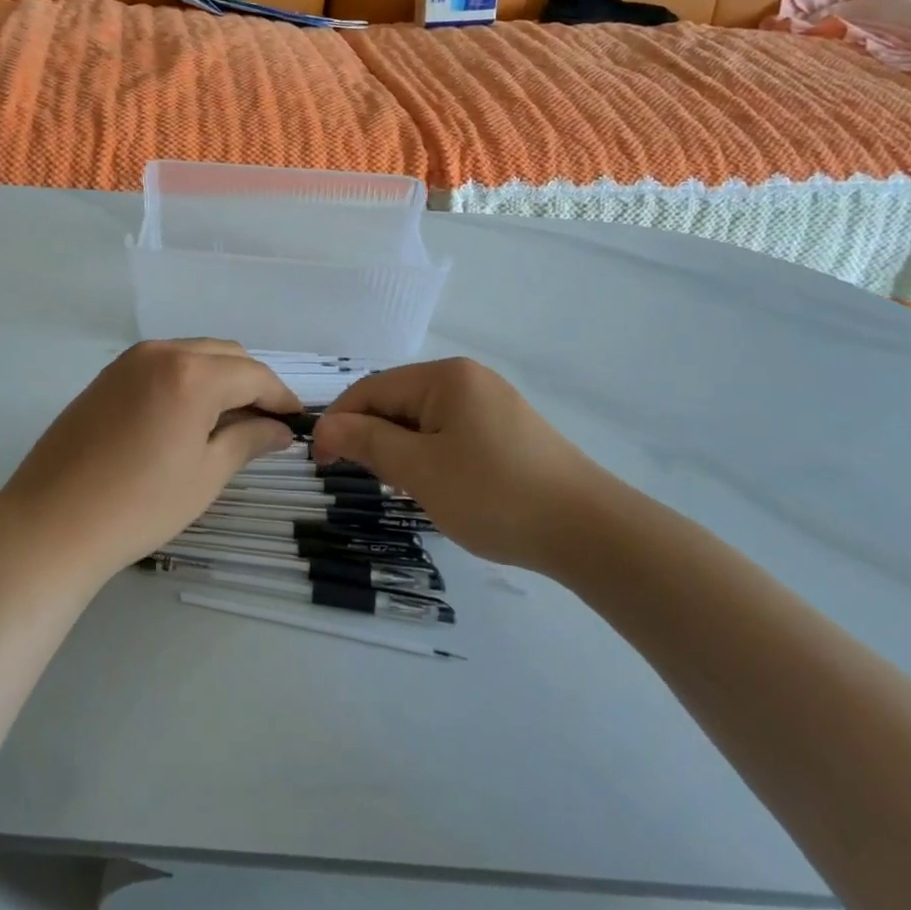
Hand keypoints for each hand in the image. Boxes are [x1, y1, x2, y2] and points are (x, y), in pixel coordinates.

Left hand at [0, 340, 300, 583]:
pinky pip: (163, 364)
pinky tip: (188, 415)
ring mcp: (129, 361)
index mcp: (192, 373)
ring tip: (229, 422)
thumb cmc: (139, 505)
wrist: (52, 522)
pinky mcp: (108, 375)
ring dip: (220, 378)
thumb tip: (279, 428)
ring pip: (193, 355)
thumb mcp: (206, 475)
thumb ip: (248, 440)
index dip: (280, 396)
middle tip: (266, 424)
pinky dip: (188, 379)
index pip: (253, 374)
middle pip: (225, 355)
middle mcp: (162, 352)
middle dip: (252, 383)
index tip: (296, 421)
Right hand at [311, 358, 619, 573]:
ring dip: (402, 451)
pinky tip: (441, 488)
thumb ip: (367, 442)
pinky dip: (432, 458)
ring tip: (408, 490)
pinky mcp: (509, 432)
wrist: (590, 532)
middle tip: (371, 481)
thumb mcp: (419, 470)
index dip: (339, 422)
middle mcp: (468, 380)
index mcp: (445, 377)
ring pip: (423, 422)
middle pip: (398, 402)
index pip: (371, 389)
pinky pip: (451, 435)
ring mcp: (492, 405)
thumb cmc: (495, 494)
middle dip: (374, 438)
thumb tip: (324, 427)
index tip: (320, 462)